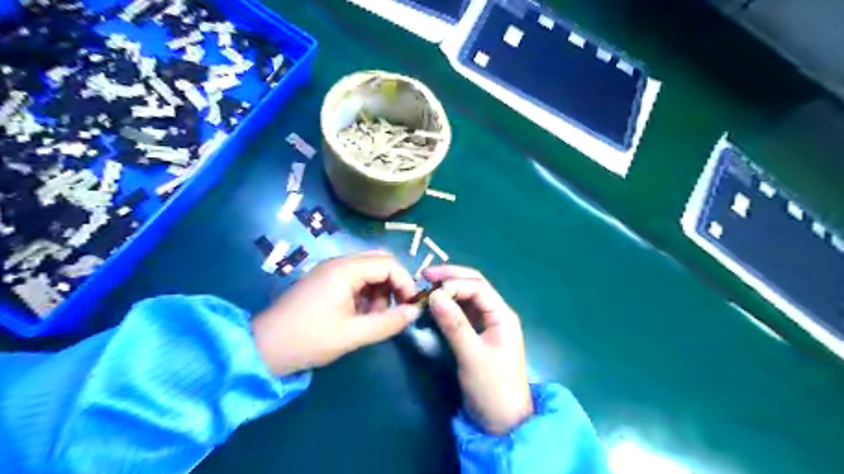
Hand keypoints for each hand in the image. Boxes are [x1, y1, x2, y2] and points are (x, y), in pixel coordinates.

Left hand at [251, 251, 418, 377]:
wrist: (262, 349)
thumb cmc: (308, 339)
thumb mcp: (352, 334)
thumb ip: (388, 323)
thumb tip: (415, 312)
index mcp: (345, 269)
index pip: (389, 263)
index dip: (405, 283)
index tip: (411, 307)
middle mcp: (339, 263)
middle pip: (380, 263)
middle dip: (393, 286)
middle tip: (395, 310)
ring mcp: (330, 272)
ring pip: (369, 272)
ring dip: (379, 293)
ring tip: (373, 319)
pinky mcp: (324, 282)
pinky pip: (355, 281)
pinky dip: (365, 296)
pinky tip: (358, 317)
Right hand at [423, 264, 533, 435]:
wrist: (502, 422)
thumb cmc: (492, 387)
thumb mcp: (472, 355)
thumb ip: (454, 324)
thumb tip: (433, 295)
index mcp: (502, 315)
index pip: (478, 287)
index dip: (454, 283)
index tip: (430, 287)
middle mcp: (496, 314)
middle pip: (474, 286)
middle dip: (451, 278)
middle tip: (425, 275)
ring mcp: (487, 324)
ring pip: (467, 298)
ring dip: (448, 290)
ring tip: (425, 287)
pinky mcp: (477, 335)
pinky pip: (461, 313)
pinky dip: (447, 306)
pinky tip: (433, 305)